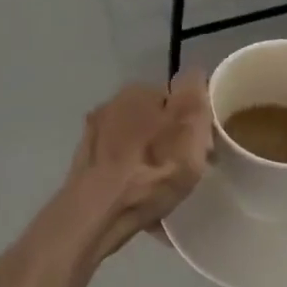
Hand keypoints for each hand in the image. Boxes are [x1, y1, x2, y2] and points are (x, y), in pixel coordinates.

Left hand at [56, 73, 213, 259]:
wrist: (99, 212)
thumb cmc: (152, 170)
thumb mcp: (189, 127)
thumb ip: (194, 94)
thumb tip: (194, 74)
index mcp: (138, 92)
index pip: (176, 97)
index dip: (193, 121)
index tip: (202, 147)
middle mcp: (111, 105)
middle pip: (154, 120)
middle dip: (169, 140)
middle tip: (185, 169)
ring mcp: (93, 136)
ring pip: (136, 144)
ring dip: (150, 160)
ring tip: (162, 189)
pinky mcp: (85, 165)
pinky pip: (120, 167)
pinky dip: (131, 177)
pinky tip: (139, 200)